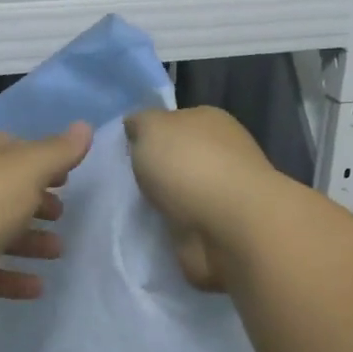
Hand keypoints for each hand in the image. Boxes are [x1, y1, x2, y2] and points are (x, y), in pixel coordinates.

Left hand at [0, 122, 91, 324]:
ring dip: (28, 241)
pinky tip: (38, 287)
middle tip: (62, 214)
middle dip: (35, 202)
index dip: (41, 160)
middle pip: (3, 192)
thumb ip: (57, 152)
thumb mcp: (25, 171)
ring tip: (58, 251)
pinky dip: (12, 278)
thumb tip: (84, 126)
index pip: (10, 149)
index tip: (67, 177)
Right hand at [123, 107, 283, 291]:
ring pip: (178, 193)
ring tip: (131, 210)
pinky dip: (169, 228)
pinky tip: (150, 230)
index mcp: (209, 121)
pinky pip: (183, 224)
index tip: (125, 152)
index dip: (148, 135)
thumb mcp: (152, 128)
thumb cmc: (190, 166)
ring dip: (160, 202)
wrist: (229, 228)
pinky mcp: (218, 229)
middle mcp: (219, 153)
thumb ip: (141, 123)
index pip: (173, 122)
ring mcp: (221, 193)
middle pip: (176, 159)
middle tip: (123, 183)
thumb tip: (136, 126)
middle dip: (154, 171)